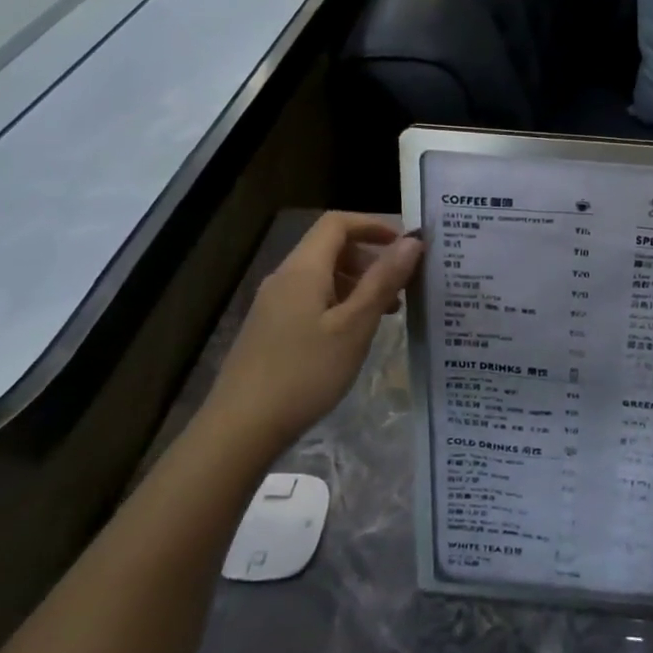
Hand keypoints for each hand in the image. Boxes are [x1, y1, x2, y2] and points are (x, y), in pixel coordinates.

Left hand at [201, 213, 422, 450]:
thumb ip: (383, 281)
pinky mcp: (270, 329)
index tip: (405, 245)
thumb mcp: (354, 326)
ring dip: (358, 283)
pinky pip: (311, 299)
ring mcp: (273, 305)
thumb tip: (412, 241)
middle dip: (370, 257)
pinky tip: (355, 334)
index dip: (373, 225)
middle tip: (403, 284)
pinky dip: (340, 303)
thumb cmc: (305, 373)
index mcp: (303, 270)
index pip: (337, 223)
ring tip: (388, 312)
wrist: (240, 429)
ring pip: (322, 276)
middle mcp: (284, 278)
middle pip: (330, 248)